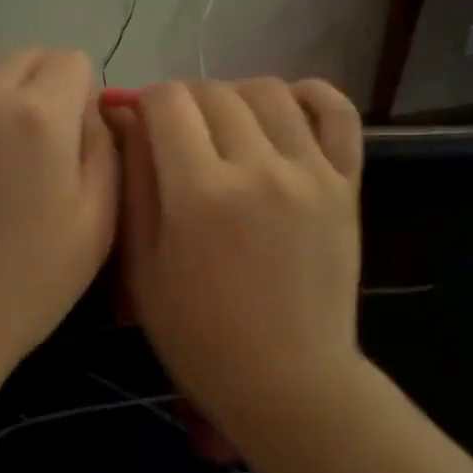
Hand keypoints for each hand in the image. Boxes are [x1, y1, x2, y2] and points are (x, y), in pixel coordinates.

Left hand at [0, 49, 115, 394]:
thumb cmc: (24, 286)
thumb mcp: (98, 225)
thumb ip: (105, 149)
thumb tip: (91, 110)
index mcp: (38, 115)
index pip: (73, 61)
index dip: (82, 100)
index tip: (73, 149)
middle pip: (26, 59)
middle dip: (43, 94)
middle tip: (36, 159)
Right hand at [101, 79, 364, 434]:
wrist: (288, 380)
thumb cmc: (200, 337)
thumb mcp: (144, 270)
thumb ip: (135, 185)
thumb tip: (125, 118)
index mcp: (200, 193)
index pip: (167, 102)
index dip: (144, 103)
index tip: (141, 126)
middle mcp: (258, 167)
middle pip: (214, 92)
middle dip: (184, 103)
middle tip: (177, 137)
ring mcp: (310, 172)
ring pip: (269, 92)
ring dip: (236, 97)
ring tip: (226, 129)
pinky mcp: (347, 184)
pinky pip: (337, 113)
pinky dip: (311, 96)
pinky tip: (286, 110)